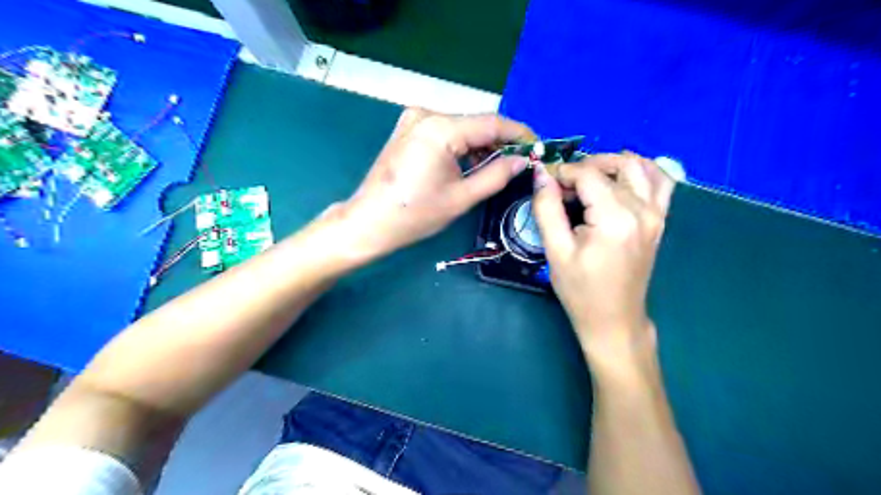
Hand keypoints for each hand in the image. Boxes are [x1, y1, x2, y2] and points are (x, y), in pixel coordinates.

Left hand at [320, 108, 532, 262]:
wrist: (369, 222)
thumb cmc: (415, 214)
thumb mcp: (462, 198)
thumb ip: (497, 175)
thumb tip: (523, 160)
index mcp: (441, 129)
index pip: (492, 123)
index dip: (519, 134)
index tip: (538, 148)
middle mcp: (427, 115)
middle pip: (476, 124)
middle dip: (500, 142)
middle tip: (520, 162)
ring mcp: (414, 120)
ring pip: (461, 128)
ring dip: (481, 145)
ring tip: (498, 167)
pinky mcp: (407, 130)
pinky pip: (444, 132)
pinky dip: (461, 146)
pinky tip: (470, 164)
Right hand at [529, 152, 675, 367]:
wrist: (614, 319)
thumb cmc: (580, 290)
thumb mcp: (556, 251)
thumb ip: (547, 208)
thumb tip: (541, 175)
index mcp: (615, 218)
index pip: (588, 174)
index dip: (563, 172)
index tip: (545, 182)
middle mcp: (642, 210)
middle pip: (614, 166)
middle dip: (583, 167)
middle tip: (562, 185)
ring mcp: (657, 214)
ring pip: (640, 166)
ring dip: (612, 163)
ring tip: (588, 177)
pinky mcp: (660, 221)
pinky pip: (660, 182)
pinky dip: (642, 171)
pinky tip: (622, 177)